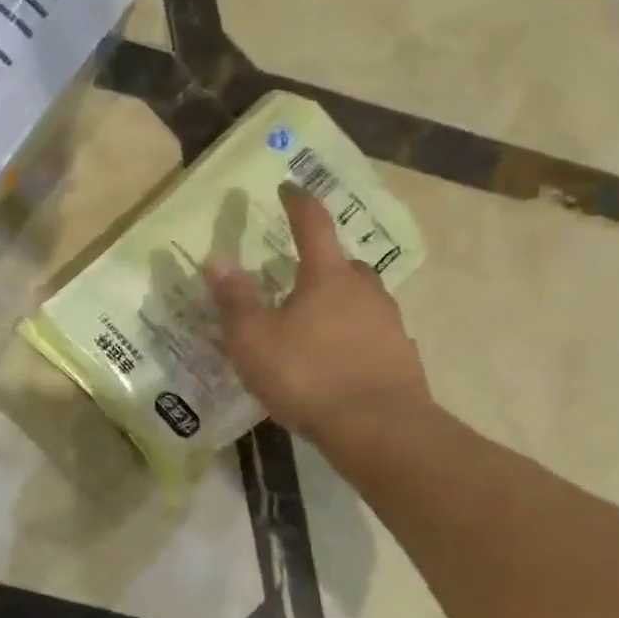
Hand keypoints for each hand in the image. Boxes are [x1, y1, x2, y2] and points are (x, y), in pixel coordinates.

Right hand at [207, 183, 430, 445]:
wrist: (379, 429)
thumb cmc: (307, 375)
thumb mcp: (254, 340)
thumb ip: (235, 300)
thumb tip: (217, 259)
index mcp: (327, 277)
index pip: (313, 226)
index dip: (298, 203)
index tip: (288, 188)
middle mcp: (365, 291)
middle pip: (345, 265)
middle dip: (322, 264)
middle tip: (297, 277)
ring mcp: (389, 324)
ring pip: (362, 300)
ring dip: (339, 303)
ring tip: (312, 326)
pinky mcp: (401, 357)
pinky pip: (372, 335)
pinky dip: (353, 338)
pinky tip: (336, 362)